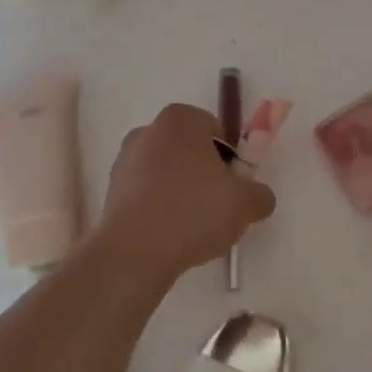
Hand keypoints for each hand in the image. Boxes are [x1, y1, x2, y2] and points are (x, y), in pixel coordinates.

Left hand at [97, 103, 276, 278]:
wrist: (136, 251)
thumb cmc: (195, 211)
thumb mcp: (246, 204)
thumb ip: (260, 194)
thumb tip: (258, 196)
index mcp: (180, 120)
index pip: (214, 129)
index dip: (230, 156)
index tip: (235, 184)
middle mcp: (147, 131)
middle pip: (188, 149)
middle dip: (204, 172)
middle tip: (219, 205)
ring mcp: (124, 161)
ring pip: (166, 172)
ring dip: (181, 191)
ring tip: (194, 226)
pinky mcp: (111, 191)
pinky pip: (146, 194)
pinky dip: (160, 208)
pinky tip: (171, 234)